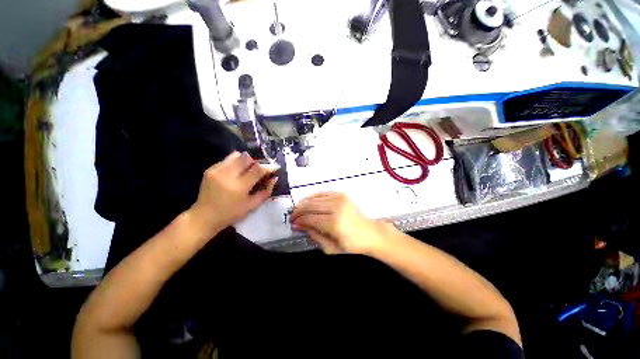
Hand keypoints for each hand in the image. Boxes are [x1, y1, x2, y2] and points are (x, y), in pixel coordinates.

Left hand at [189, 151, 277, 237]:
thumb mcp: (252, 205)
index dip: (268, 167)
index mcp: (239, 187)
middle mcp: (227, 175)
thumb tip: (274, 178)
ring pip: (236, 155)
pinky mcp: (210, 169)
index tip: (275, 167)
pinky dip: (235, 163)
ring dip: (245, 161)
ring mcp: (217, 170)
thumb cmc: (231, 214)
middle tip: (259, 170)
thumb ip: (266, 191)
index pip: (257, 170)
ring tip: (247, 170)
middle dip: (256, 162)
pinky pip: (227, 160)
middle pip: (247, 158)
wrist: (204, 216)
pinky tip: (235, 173)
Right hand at [290, 192, 392, 254]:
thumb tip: (299, 226)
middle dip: (299, 211)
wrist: (371, 234)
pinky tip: (308, 201)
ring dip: (304, 203)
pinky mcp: (342, 195)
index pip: (310, 218)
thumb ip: (314, 235)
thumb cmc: (352, 245)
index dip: (299, 220)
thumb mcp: (331, 248)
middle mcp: (336, 207)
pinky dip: (313, 196)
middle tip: (292, 216)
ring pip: (315, 198)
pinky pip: (323, 193)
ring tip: (298, 209)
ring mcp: (339, 199)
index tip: (292, 224)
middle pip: (311, 205)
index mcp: (334, 223)